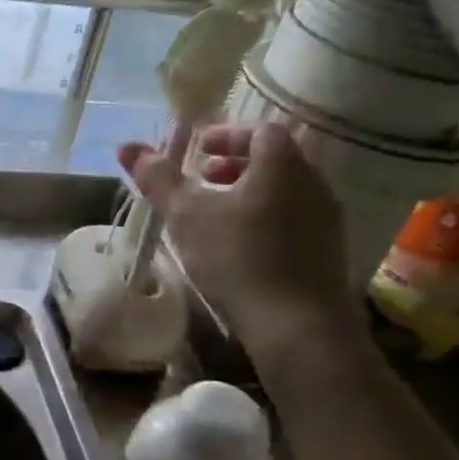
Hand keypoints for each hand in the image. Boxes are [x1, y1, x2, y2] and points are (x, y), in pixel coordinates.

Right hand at [118, 122, 355, 351]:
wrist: (300, 329)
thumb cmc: (239, 259)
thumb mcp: (186, 215)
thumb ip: (158, 178)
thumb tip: (127, 147)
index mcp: (283, 165)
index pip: (261, 130)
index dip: (227, 134)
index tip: (199, 151)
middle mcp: (314, 184)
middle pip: (276, 158)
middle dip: (236, 162)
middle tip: (204, 177)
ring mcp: (328, 220)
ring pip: (287, 189)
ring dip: (251, 190)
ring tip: (218, 213)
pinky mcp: (331, 252)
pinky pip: (297, 216)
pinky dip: (268, 215)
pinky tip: (242, 244)